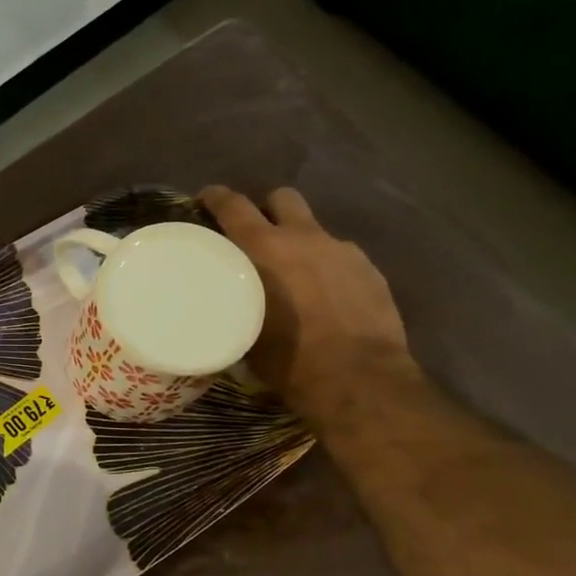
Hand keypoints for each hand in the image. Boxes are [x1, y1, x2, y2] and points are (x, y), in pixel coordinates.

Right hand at [200, 185, 417, 421]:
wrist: (359, 379)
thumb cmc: (288, 359)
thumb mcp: (242, 331)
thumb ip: (233, 302)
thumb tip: (223, 300)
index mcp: (265, 249)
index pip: (234, 205)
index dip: (216, 197)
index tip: (205, 198)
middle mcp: (305, 238)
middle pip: (282, 198)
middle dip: (266, 208)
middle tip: (254, 233)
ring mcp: (342, 251)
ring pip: (314, 229)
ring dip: (299, 241)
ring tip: (293, 273)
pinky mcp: (370, 270)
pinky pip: (339, 256)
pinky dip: (326, 267)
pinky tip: (324, 296)